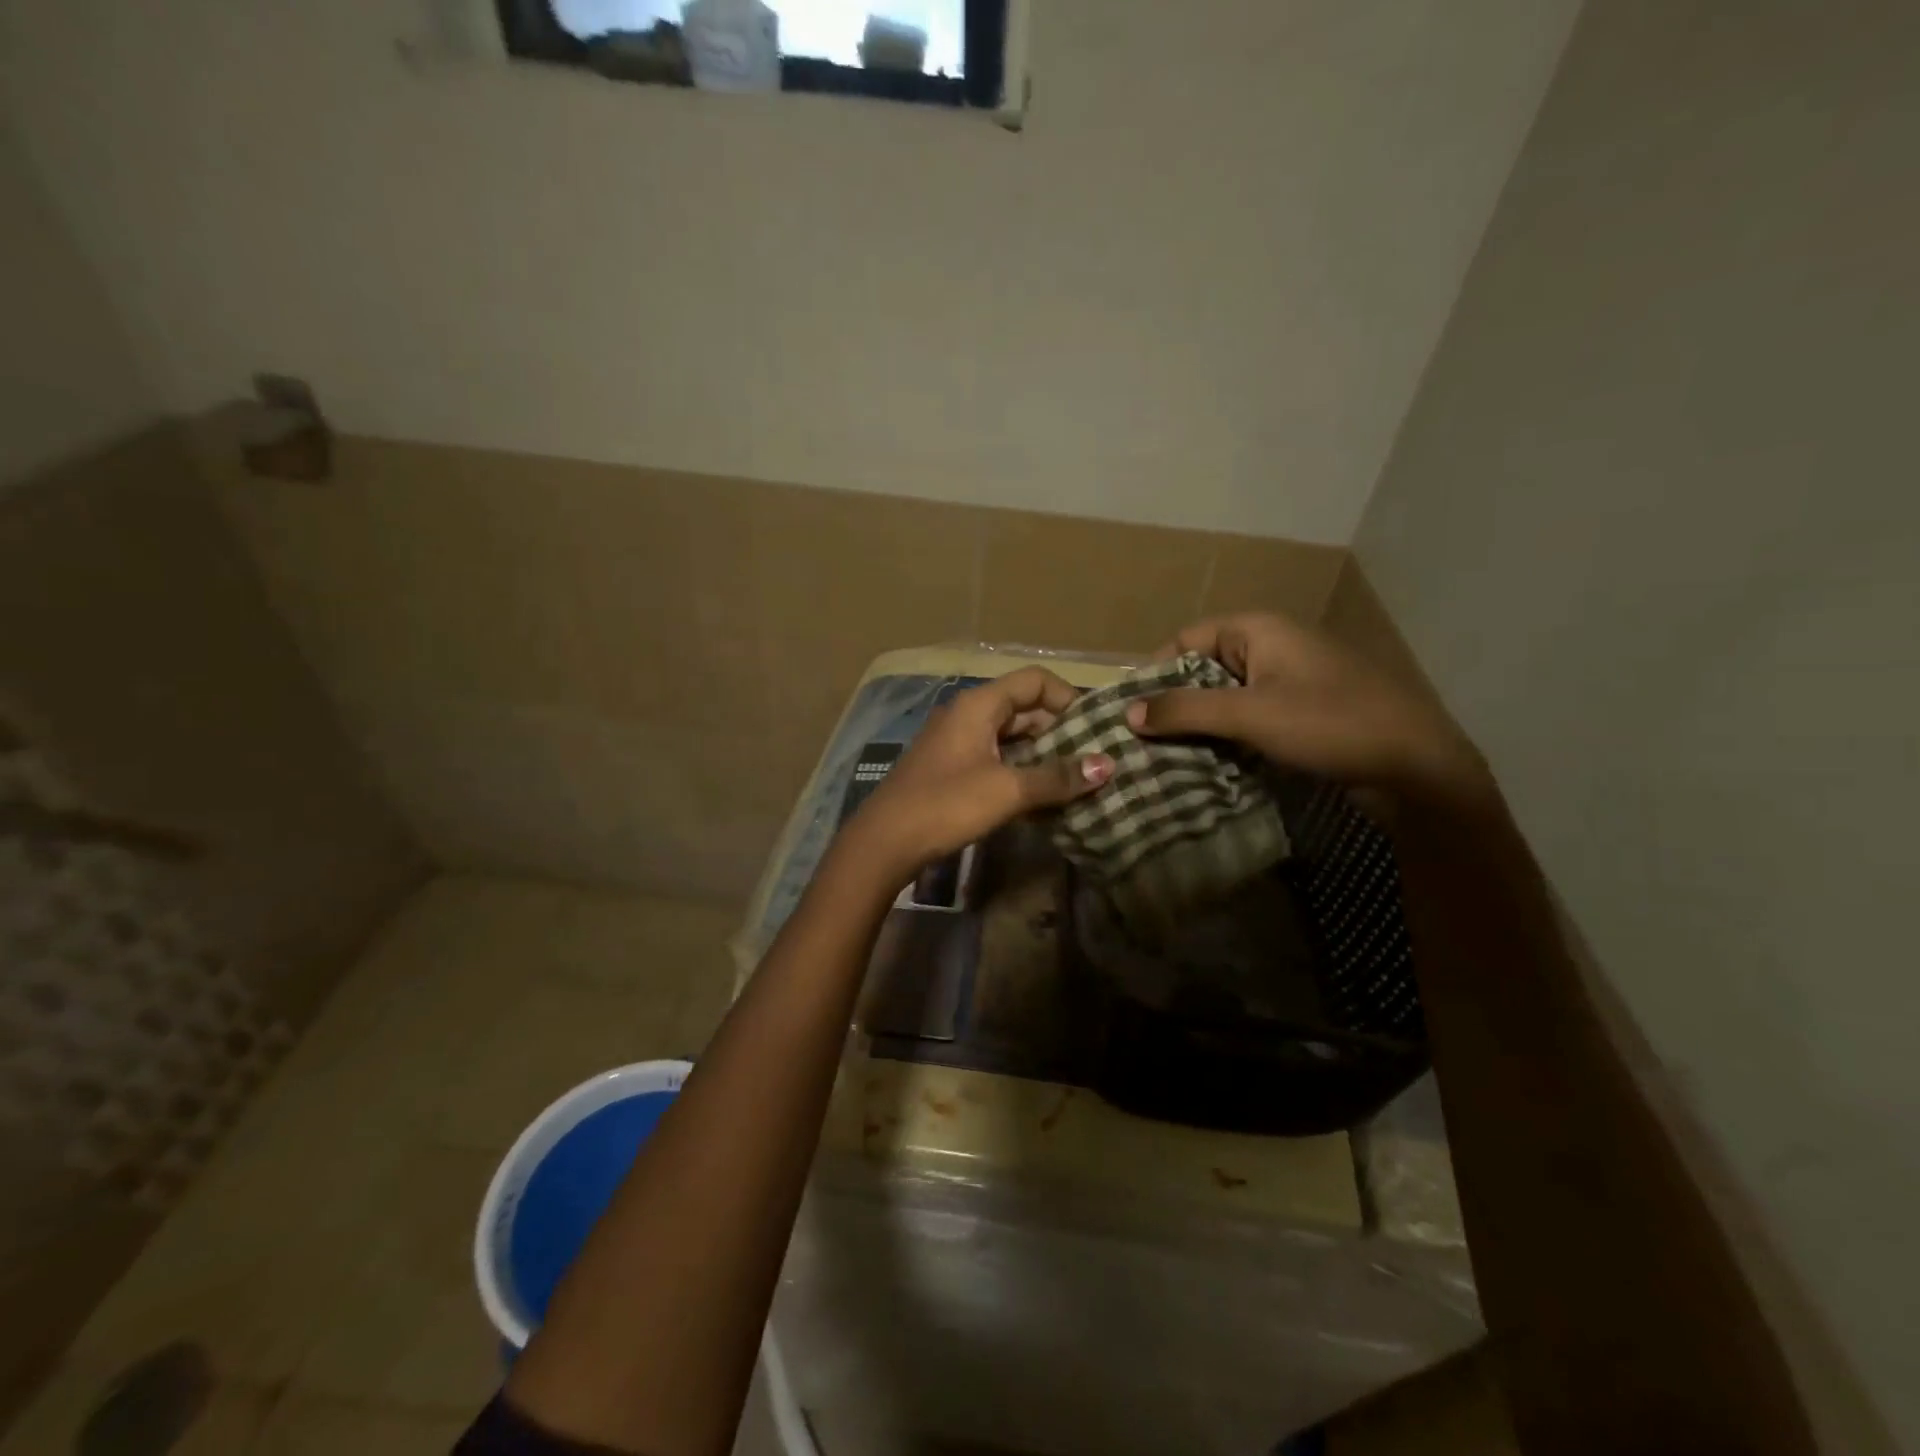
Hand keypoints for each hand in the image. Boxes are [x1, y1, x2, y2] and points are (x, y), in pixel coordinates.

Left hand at [841, 667, 1113, 881]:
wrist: (885, 842)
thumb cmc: (947, 804)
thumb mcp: (1008, 790)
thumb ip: (1057, 777)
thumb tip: (1108, 765)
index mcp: (978, 705)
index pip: (1033, 681)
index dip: (1067, 697)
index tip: (1094, 728)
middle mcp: (966, 715)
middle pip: (1023, 708)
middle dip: (1059, 731)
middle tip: (1093, 758)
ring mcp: (955, 742)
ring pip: (1009, 737)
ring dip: (1041, 755)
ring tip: (1075, 779)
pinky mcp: (950, 769)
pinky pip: (994, 759)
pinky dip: (1019, 771)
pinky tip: (1041, 797)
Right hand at [1127, 614, 1491, 806]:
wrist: (1417, 766)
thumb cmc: (1330, 724)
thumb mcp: (1250, 715)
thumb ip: (1185, 711)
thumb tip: (1128, 712)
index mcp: (1259, 630)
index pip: (1186, 639)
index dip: (1155, 672)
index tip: (1132, 712)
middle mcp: (1273, 646)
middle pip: (1204, 668)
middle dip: (1174, 703)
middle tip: (1144, 740)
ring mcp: (1291, 680)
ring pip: (1227, 696)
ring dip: (1200, 724)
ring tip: (1168, 757)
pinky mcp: (1304, 712)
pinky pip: (1250, 716)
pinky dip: (1228, 736)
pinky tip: (1210, 764)